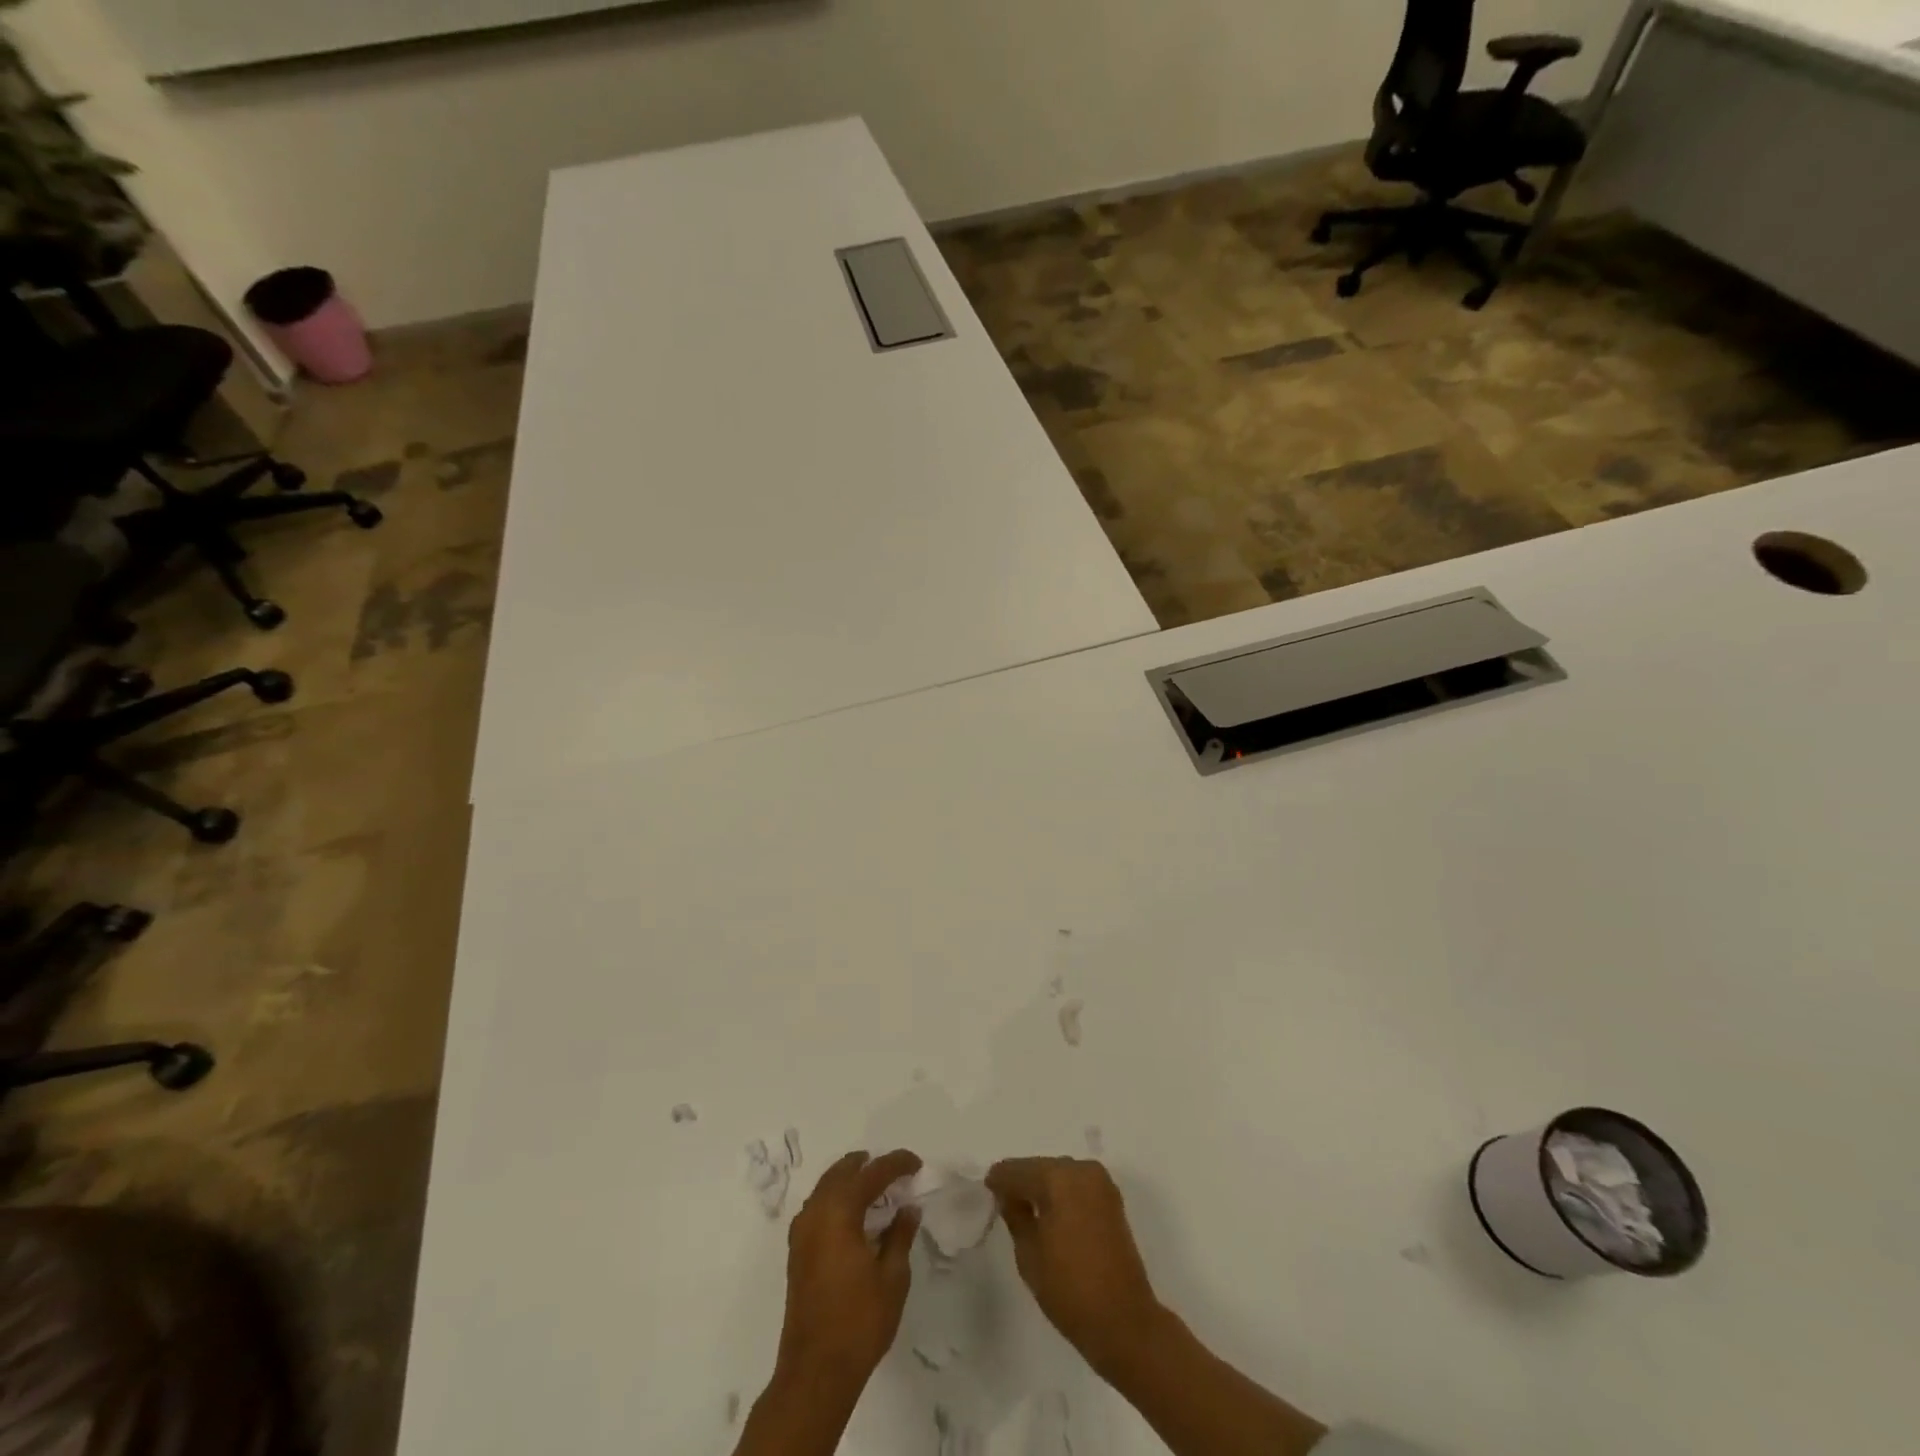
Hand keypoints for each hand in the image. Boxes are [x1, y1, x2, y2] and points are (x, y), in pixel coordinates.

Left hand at [775, 1149, 922, 1394]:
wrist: (816, 1371)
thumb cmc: (860, 1321)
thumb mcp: (893, 1277)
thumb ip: (900, 1235)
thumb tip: (907, 1208)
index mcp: (839, 1212)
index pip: (872, 1173)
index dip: (896, 1164)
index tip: (916, 1164)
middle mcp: (816, 1213)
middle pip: (842, 1172)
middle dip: (868, 1165)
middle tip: (894, 1171)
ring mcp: (801, 1233)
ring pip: (826, 1187)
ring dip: (849, 1180)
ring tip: (875, 1187)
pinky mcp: (797, 1252)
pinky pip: (817, 1207)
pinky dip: (836, 1199)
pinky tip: (852, 1215)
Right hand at [986, 1156, 1165, 1375]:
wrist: (1124, 1322)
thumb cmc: (1069, 1290)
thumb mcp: (1028, 1255)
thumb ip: (1015, 1216)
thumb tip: (1009, 1196)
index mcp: (1057, 1178)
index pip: (1017, 1170)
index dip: (998, 1180)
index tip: (986, 1191)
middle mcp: (1081, 1170)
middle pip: (1040, 1167)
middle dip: (1022, 1182)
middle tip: (1004, 1201)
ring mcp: (1101, 1183)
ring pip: (1060, 1174)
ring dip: (1043, 1187)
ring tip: (1026, 1210)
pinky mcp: (1112, 1199)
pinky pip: (1077, 1185)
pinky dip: (1062, 1194)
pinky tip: (1050, 1214)